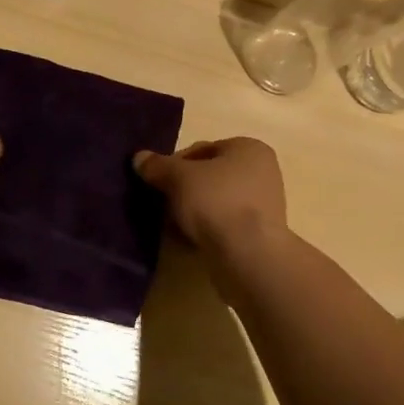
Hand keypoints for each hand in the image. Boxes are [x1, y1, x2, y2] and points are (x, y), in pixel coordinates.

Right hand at [133, 137, 287, 256]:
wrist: (248, 256)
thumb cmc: (216, 202)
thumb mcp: (178, 177)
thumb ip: (157, 166)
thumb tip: (139, 158)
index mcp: (249, 148)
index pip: (201, 149)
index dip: (174, 164)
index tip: (158, 181)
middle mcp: (262, 172)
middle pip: (209, 176)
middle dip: (182, 189)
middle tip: (162, 204)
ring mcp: (263, 205)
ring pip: (215, 201)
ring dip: (192, 211)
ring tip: (172, 225)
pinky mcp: (259, 234)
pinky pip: (224, 224)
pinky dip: (206, 229)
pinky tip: (187, 241)